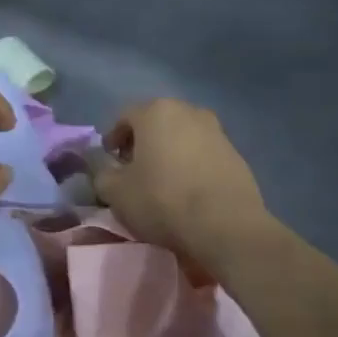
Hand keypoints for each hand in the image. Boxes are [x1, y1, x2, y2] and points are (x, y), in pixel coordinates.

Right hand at [94, 99, 270, 267]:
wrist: (226, 225)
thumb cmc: (163, 200)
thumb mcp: (116, 192)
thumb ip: (102, 173)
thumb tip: (103, 166)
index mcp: (156, 111)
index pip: (125, 117)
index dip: (113, 138)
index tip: (110, 161)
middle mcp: (188, 111)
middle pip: (156, 122)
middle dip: (142, 142)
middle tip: (134, 169)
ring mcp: (216, 130)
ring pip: (182, 136)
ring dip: (169, 152)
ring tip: (163, 180)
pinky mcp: (236, 153)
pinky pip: (204, 153)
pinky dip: (192, 164)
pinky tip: (189, 189)